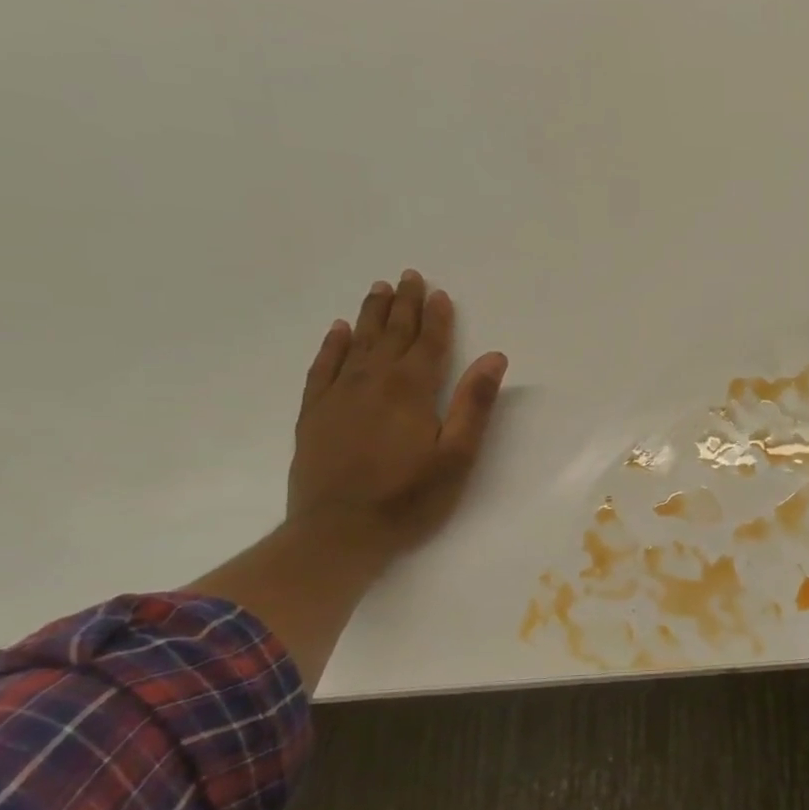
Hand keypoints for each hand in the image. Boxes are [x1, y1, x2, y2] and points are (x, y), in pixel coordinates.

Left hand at [287, 270, 507, 562]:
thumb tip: (494, 357)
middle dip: (404, 305)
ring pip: (357, 343)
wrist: (337, 533)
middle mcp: (373, 382)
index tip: (439, 293)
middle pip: (392, 334)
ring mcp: (338, 395)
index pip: (428, 344)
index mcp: (411, 391)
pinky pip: (323, 367)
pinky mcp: (314, 413)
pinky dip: (332, 345)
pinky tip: (338, 330)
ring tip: (379, 289)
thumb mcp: (456, 457)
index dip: (436, 318)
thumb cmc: (408, 499)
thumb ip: (474, 404)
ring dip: (371, 315)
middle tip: (409, 276)